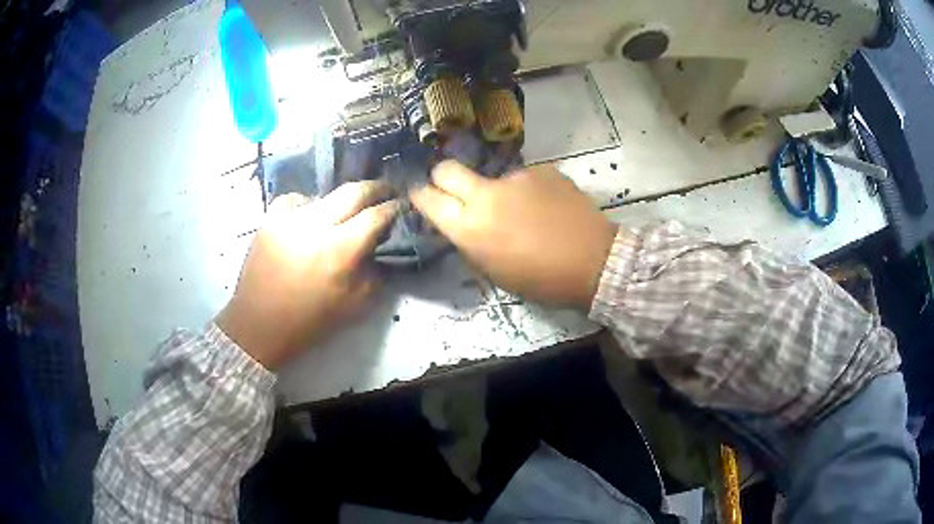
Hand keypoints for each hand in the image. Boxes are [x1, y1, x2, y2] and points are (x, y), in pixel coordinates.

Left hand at [215, 182, 397, 370]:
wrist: (260, 326)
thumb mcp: (354, 306)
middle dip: (376, 188)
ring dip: (341, 199)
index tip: (404, 204)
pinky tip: (307, 216)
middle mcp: (317, 225)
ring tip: (345, 210)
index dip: (395, 207)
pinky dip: (306, 204)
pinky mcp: (269, 220)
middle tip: (387, 189)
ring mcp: (290, 219)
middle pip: (354, 191)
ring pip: (324, 193)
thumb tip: (379, 248)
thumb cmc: (310, 322)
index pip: (377, 215)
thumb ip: (374, 273)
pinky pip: (294, 200)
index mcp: (341, 249)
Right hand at [410, 161, 617, 309]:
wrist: (594, 262)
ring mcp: (515, 177)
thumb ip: (471, 242)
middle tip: (455, 190)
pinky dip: (527, 190)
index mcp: (469, 227)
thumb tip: (462, 223)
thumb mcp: (494, 271)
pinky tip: (546, 207)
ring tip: (523, 212)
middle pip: (446, 168)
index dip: (420, 195)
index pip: (427, 197)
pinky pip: (523, 177)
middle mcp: (485, 194)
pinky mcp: (541, 169)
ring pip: (490, 175)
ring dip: (496, 190)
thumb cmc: (542, 280)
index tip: (422, 195)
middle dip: (443, 177)